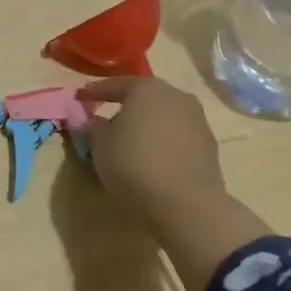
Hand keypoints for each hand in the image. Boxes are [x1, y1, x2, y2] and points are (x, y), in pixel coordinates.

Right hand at [79, 76, 228, 233]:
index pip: (116, 85)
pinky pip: (178, 135)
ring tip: (132, 144)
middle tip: (107, 121)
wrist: (188, 205)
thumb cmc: (135, 167)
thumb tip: (93, 121)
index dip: (96, 92)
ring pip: (164, 115)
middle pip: (144, 97)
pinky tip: (154, 159)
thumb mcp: (100, 147)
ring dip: (148, 125)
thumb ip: (93, 128)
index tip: (81, 98)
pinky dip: (164, 141)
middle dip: (125, 108)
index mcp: (146, 88)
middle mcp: (175, 95)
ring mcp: (197, 119)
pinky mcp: (209, 144)